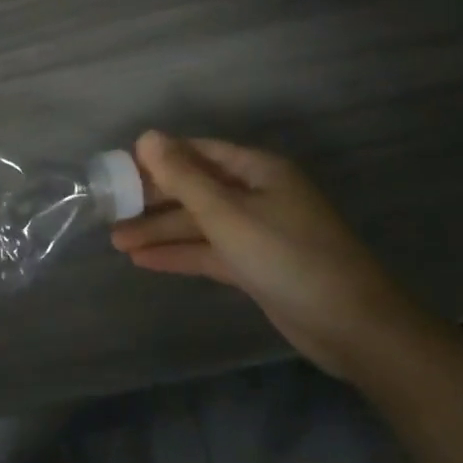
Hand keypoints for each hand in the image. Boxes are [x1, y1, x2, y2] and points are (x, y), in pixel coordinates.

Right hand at [111, 131, 433, 377]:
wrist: (352, 326)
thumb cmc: (287, 256)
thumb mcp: (227, 213)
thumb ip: (183, 177)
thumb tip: (147, 136)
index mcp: (258, 170)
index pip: (198, 153)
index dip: (159, 158)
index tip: (120, 169)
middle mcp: (258, 195)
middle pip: (196, 190)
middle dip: (154, 200)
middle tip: (111, 209)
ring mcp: (258, 232)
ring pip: (199, 224)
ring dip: (160, 231)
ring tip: (116, 241)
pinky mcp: (256, 266)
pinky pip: (209, 252)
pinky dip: (179, 255)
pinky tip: (143, 261)